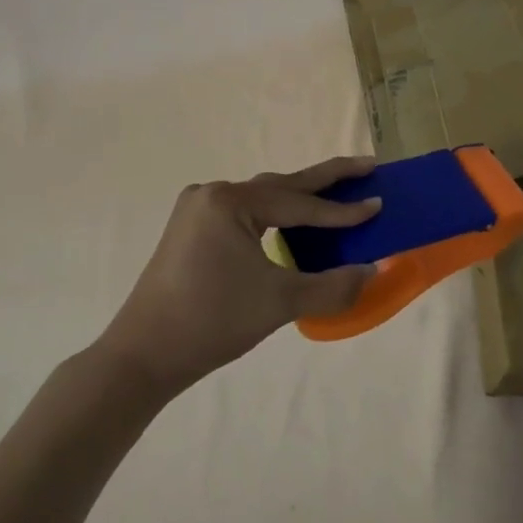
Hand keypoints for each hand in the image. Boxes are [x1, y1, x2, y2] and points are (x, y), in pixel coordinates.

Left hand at [101, 156, 381, 397]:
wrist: (142, 356)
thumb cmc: (212, 321)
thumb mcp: (280, 302)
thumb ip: (333, 285)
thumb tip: (374, 272)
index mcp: (231, 202)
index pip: (300, 204)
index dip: (343, 210)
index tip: (380, 204)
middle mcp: (213, 194)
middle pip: (282, 185)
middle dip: (327, 178)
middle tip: (368, 167)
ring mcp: (197, 210)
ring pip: (263, 198)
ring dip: (301, 196)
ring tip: (339, 191)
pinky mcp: (191, 230)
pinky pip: (246, 213)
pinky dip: (276, 214)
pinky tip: (294, 222)